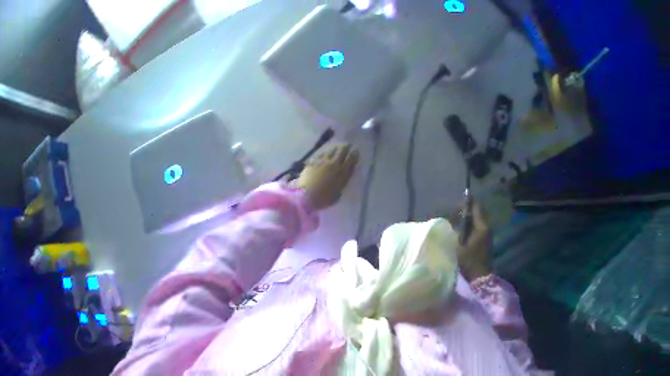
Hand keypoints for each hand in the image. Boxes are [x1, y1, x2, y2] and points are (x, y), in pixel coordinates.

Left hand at [294, 144, 358, 210]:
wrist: (305, 196)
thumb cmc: (323, 198)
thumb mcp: (337, 194)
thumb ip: (342, 183)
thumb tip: (344, 176)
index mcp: (341, 172)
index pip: (350, 159)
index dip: (354, 154)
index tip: (356, 150)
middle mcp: (333, 164)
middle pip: (341, 152)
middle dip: (345, 147)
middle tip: (347, 145)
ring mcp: (322, 161)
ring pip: (331, 151)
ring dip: (335, 148)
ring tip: (337, 147)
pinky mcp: (312, 162)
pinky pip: (321, 154)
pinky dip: (324, 152)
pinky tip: (325, 152)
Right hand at [449, 202, 491, 280]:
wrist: (480, 276)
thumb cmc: (469, 261)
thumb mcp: (458, 246)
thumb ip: (456, 231)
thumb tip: (452, 222)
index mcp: (481, 226)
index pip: (476, 208)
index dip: (469, 201)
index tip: (463, 196)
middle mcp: (487, 227)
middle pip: (478, 212)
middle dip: (469, 209)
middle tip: (457, 209)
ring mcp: (488, 233)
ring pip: (479, 220)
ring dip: (470, 217)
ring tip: (459, 218)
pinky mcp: (487, 240)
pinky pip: (479, 226)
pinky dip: (472, 224)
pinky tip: (464, 229)